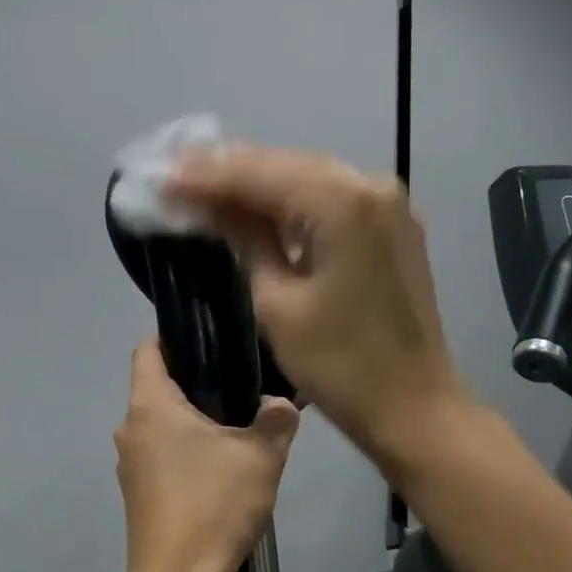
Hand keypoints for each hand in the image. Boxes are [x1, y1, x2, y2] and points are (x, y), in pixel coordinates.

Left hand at [116, 339, 299, 571]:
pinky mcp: (138, 495)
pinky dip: (187, 455)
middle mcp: (129, 429)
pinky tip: (221, 473)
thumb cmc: (214, 504)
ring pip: (162, 427)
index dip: (175, 338)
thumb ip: (276, 420)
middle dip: (197, 385)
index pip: (147, 349)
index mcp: (149, 406)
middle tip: (243, 391)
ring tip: (239, 433)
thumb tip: (279, 405)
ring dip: (194, 425)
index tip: (213, 343)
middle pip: (158, 389)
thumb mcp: (261, 456)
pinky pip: (163, 458)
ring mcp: (130, 466)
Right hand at [168, 145, 469, 470]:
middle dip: (227, 172)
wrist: (412, 406)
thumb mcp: (277, 303)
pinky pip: (329, 201)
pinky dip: (289, 204)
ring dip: (256, 185)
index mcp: (341, 202)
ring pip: (306, 179)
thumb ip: (245, 241)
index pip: (258, 172)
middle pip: (284, 166)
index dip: (204, 174)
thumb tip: (210, 206)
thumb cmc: (339, 365)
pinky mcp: (391, 227)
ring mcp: (387, 204)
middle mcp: (370, 185)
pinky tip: (253, 208)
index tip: (158, 177)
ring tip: (201, 188)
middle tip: (173, 178)